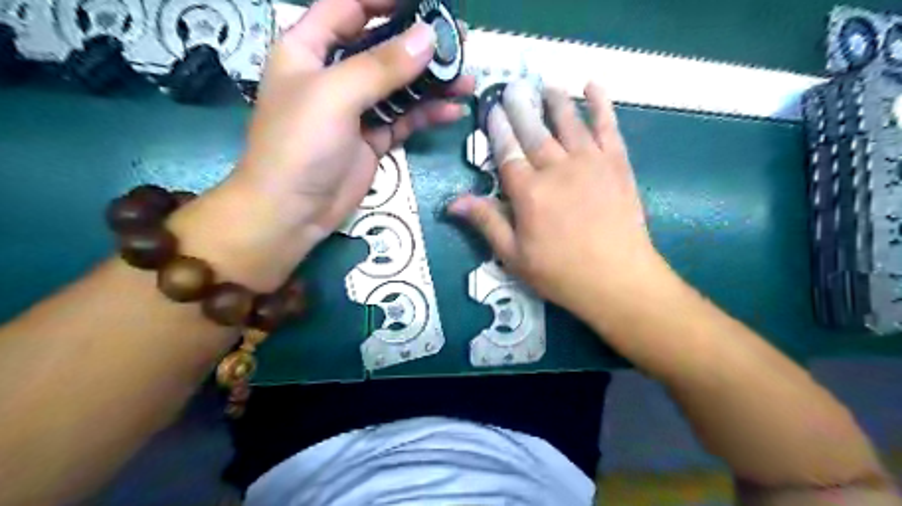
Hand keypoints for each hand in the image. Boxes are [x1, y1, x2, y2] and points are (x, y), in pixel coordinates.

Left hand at [172, 0, 473, 291]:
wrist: (293, 211)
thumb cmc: (300, 143)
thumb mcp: (336, 94)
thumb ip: (382, 65)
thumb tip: (427, 37)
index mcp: (309, 49)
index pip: (348, 7)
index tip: (425, 2)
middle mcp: (333, 75)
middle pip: (381, 47)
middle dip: (418, 45)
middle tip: (458, 43)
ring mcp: (355, 109)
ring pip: (399, 87)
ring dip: (431, 84)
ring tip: (466, 80)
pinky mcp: (371, 140)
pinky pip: (403, 120)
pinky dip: (426, 115)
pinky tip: (451, 111)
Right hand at [447, 82, 672, 322]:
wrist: (618, 280)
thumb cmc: (560, 273)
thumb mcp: (513, 256)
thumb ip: (486, 223)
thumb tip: (453, 202)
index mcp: (529, 192)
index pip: (507, 152)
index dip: (497, 130)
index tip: (491, 109)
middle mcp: (557, 168)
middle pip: (534, 132)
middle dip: (520, 108)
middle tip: (512, 87)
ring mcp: (590, 162)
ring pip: (568, 122)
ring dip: (555, 101)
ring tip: (545, 85)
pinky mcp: (617, 164)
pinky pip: (607, 126)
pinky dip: (600, 104)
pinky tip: (593, 87)